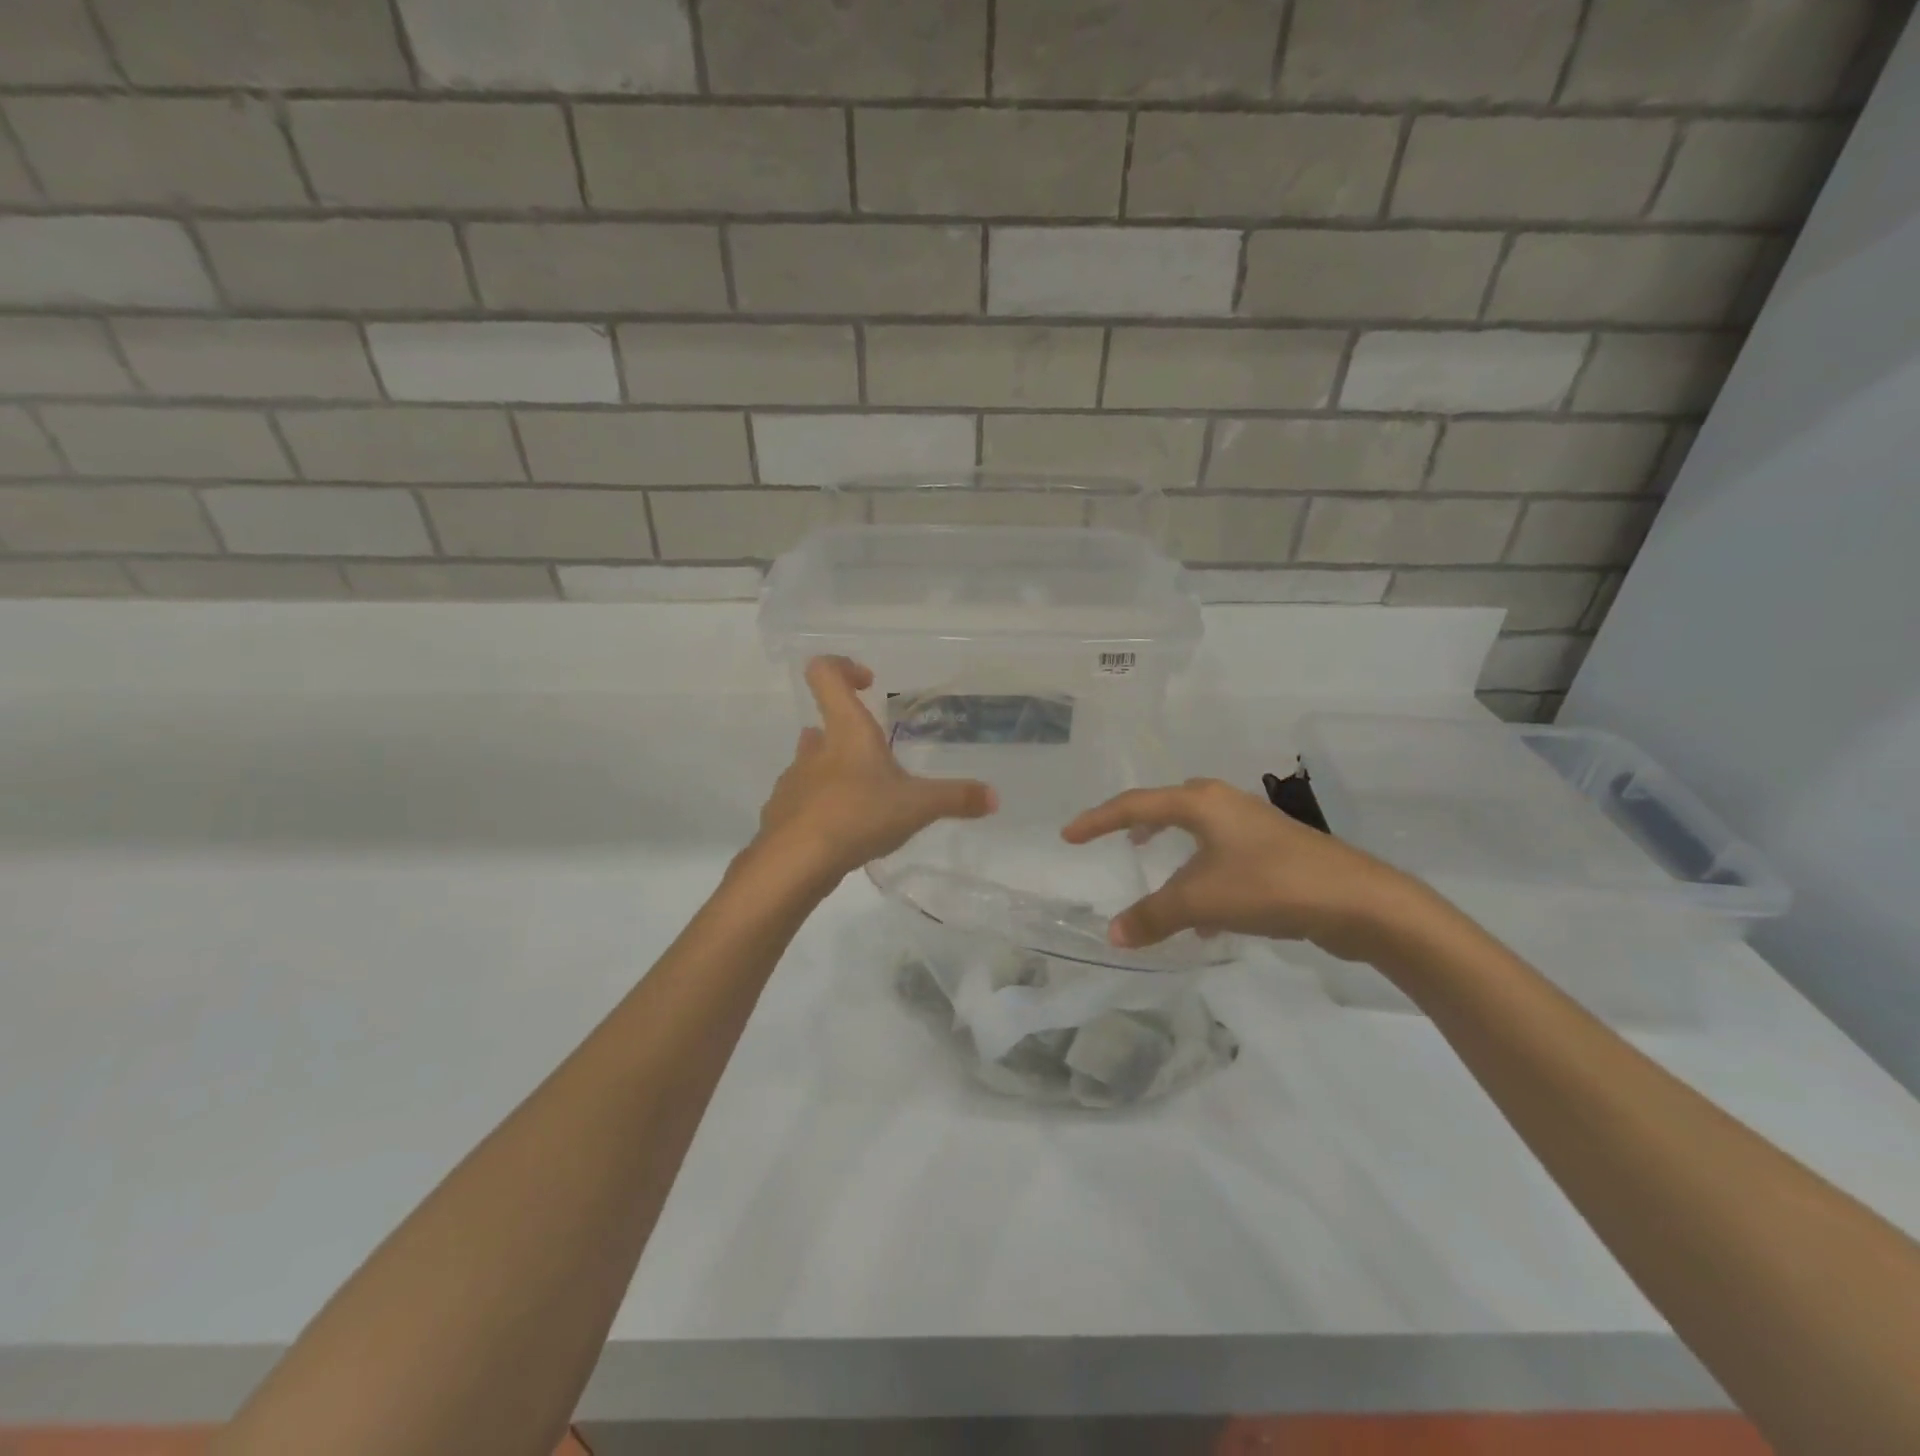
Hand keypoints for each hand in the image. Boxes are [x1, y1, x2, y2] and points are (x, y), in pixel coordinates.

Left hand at [755, 657, 996, 883]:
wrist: (794, 863)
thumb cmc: (858, 815)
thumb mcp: (917, 807)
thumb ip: (956, 798)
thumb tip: (994, 797)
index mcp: (846, 732)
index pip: (825, 675)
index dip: (843, 667)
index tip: (868, 683)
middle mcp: (815, 750)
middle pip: (823, 724)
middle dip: (849, 735)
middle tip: (878, 758)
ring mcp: (793, 782)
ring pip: (812, 764)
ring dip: (835, 772)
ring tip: (866, 800)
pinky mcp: (781, 815)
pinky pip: (803, 802)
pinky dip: (822, 809)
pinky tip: (843, 833)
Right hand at [1061, 778, 1441, 965]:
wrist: (1360, 902)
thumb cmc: (1271, 886)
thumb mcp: (1201, 902)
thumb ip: (1152, 916)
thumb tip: (1112, 934)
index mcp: (1201, 803)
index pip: (1134, 805)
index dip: (1097, 820)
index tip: (1069, 836)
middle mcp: (1225, 806)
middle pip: (1170, 806)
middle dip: (1141, 823)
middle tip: (1119, 842)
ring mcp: (1254, 828)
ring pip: (1200, 834)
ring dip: (1175, 854)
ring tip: (1156, 875)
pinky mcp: (1276, 853)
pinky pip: (1223, 859)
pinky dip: (1203, 879)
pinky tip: (1206, 920)